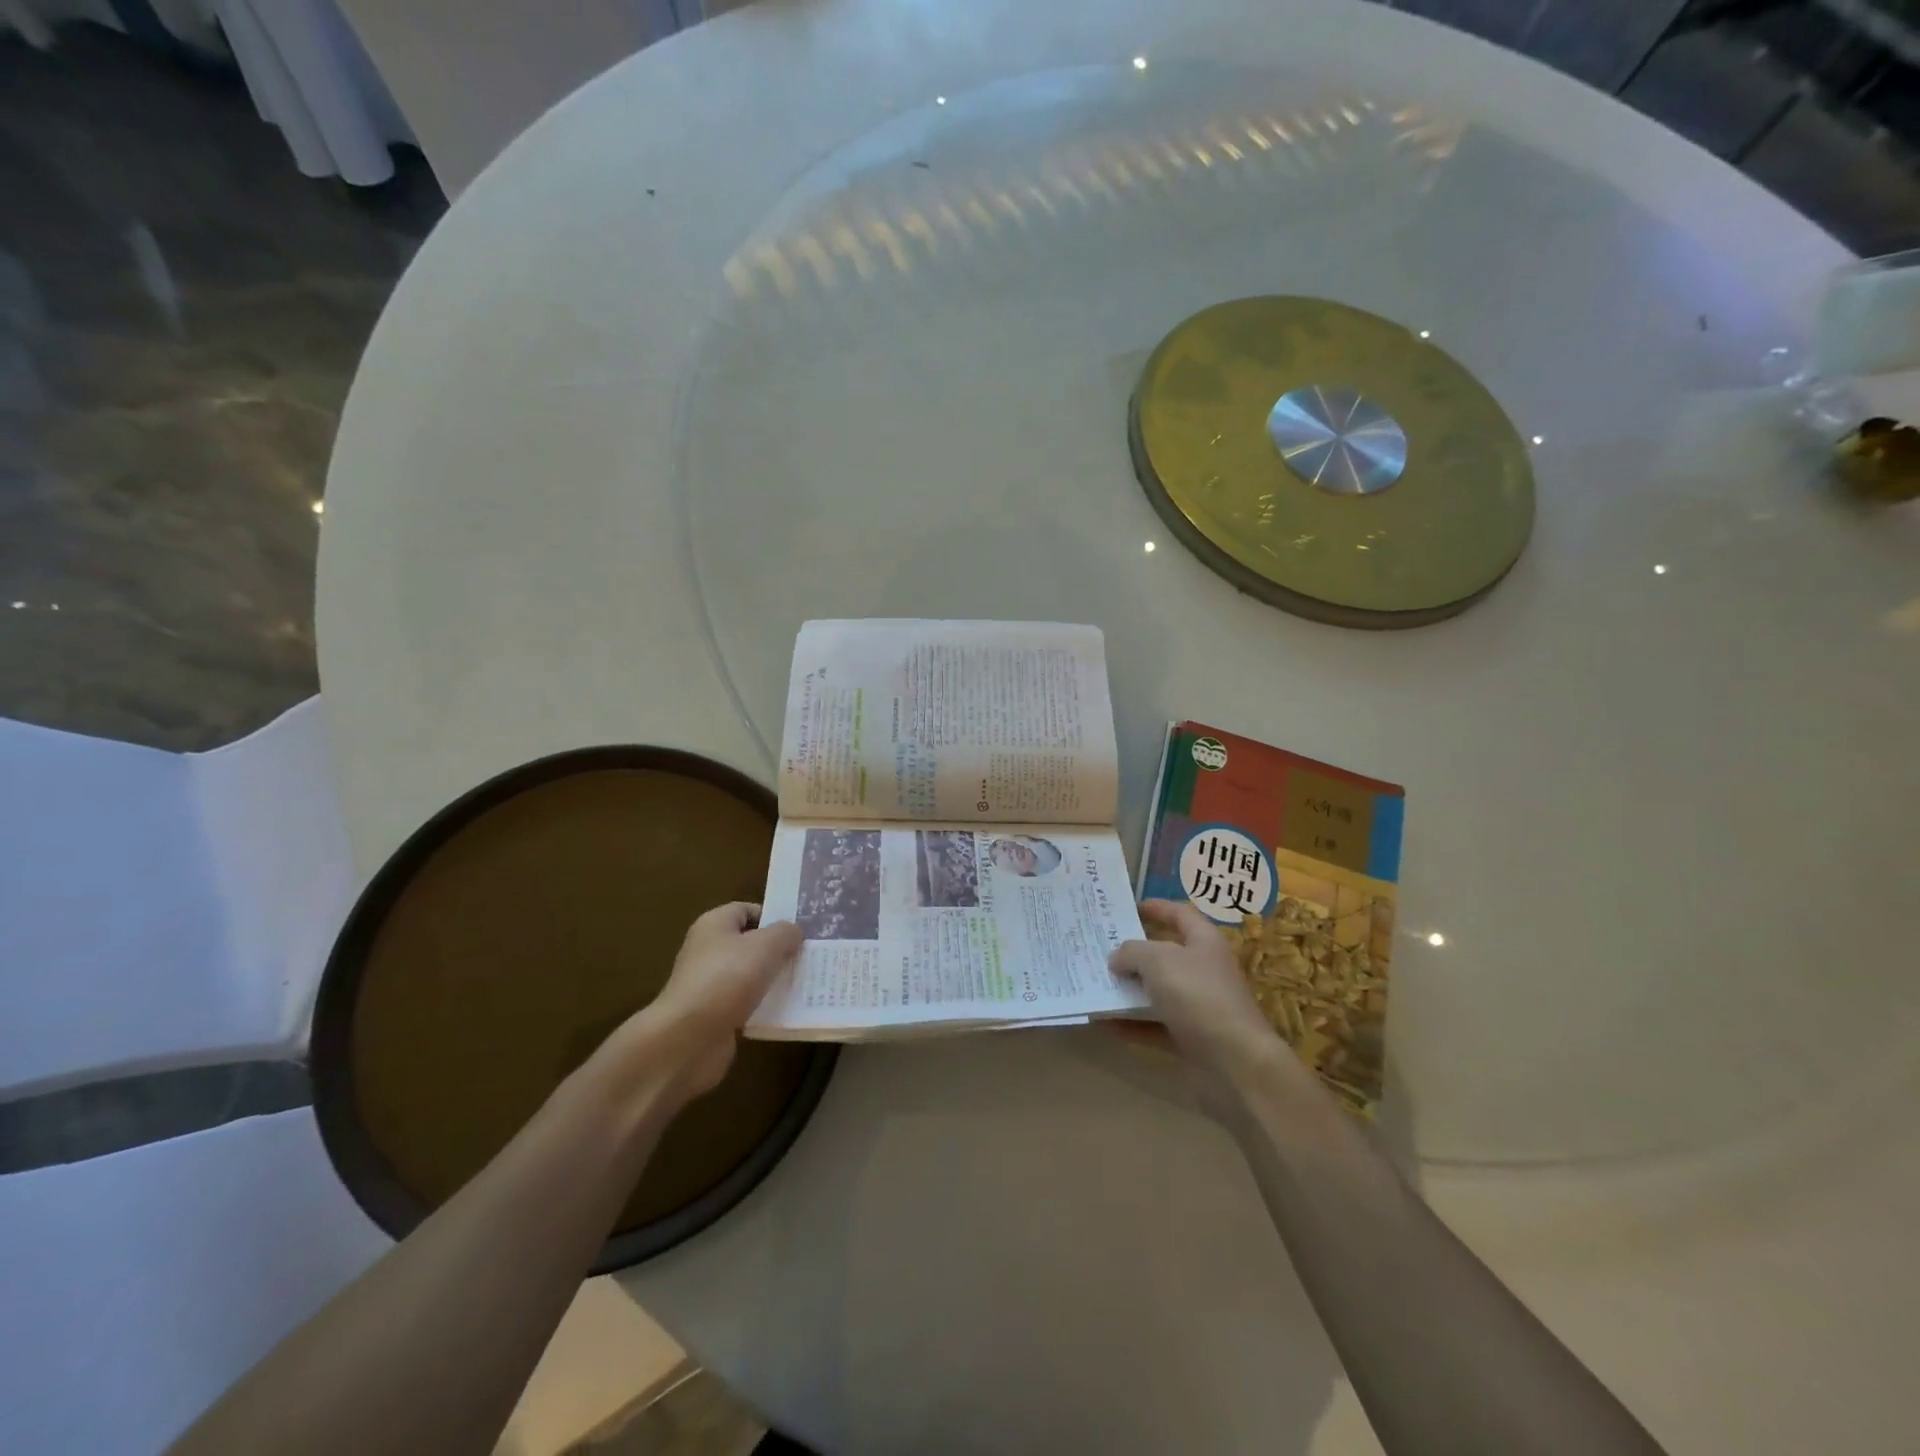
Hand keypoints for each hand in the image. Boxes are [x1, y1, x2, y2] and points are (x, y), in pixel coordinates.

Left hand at [618, 902, 801, 1104]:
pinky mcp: (715, 1015)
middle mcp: (708, 951)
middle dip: (779, 950)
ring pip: (751, 976)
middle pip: (751, 944)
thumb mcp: (765, 945)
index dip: (773, 916)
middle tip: (809, 956)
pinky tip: (787, 1010)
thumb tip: (793, 932)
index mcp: (714, 925)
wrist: (687, 1039)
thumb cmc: (727, 979)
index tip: (801, 929)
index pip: (747, 910)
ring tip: (806, 982)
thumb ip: (785, 932)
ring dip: (774, 980)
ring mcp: (710, 985)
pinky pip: (747, 1004)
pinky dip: (765, 1006)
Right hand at [1109, 900, 1297, 1109]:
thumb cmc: (1198, 996)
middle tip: (1100, 947)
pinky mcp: (1191, 1039)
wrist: (1236, 1064)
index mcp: (1204, 943)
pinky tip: (1105, 1024)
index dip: (1157, 908)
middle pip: (1166, 955)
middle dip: (1134, 952)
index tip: (1129, 907)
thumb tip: (1117, 957)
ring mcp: (1199, 1007)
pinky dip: (1132, 1025)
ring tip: (1096, 984)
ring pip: (1158, 992)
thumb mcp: (1158, 961)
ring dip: (1129, 990)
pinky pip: (1155, 1026)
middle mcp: (1204, 971)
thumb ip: (1132, 952)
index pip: (1180, 915)